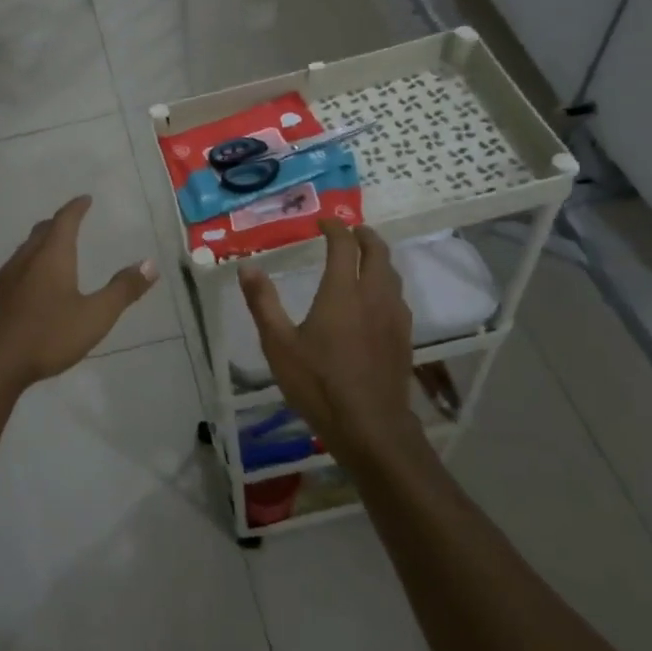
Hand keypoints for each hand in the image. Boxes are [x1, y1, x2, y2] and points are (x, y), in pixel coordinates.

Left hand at [0, 196, 158, 392]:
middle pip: (42, 231)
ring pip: (25, 250)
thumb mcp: (95, 316)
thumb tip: (150, 263)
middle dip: (58, 223)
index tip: (85, 199)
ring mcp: (4, 277)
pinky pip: (12, 270)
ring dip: (40, 244)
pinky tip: (29, 285)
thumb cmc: (48, 336)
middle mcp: (25, 259)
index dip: (76, 207)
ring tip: (52, 251)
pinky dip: (27, 266)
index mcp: (52, 256)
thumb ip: (123, 290)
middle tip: (71, 221)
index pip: (65, 220)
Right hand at [238, 220, 414, 456]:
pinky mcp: (404, 338)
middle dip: (364, 236)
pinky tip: (376, 299)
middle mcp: (373, 296)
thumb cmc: (319, 384)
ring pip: (392, 274)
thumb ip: (263, 303)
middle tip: (350, 231)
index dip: (335, 228)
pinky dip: (386, 283)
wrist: (371, 428)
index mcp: (342, 292)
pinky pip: (398, 297)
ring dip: (378, 258)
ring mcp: (394, 317)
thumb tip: (247, 267)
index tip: (323, 222)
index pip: (344, 246)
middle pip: (377, 252)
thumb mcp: (279, 345)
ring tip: (364, 259)